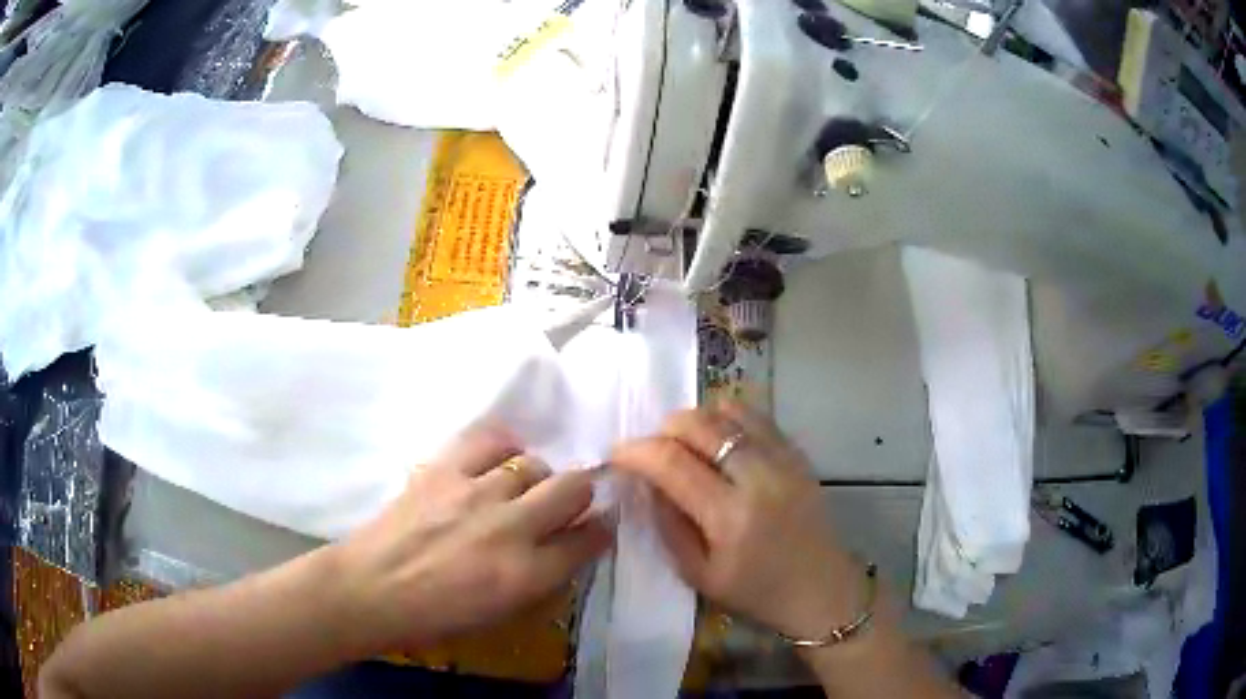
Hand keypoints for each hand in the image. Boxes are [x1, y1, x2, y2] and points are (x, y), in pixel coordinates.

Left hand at [332, 426, 612, 652]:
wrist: (371, 590)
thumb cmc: (435, 617)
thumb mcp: (501, 615)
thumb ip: (540, 580)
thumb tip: (564, 550)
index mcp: (526, 575)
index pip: (588, 540)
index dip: (601, 529)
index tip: (599, 525)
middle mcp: (511, 528)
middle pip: (573, 489)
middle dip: (581, 494)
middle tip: (566, 504)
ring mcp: (476, 493)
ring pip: (534, 464)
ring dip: (536, 479)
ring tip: (520, 489)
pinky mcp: (444, 469)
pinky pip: (489, 439)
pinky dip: (503, 447)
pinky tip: (500, 457)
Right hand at [610, 402, 863, 640]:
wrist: (820, 589)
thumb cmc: (756, 592)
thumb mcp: (698, 575)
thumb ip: (667, 525)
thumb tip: (645, 482)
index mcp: (729, 517)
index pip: (672, 463)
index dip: (636, 451)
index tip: (617, 453)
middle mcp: (758, 479)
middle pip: (700, 425)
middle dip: (663, 428)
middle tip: (652, 448)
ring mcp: (783, 461)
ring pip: (729, 412)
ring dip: (696, 418)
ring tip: (684, 441)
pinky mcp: (799, 455)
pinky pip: (759, 417)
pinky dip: (729, 416)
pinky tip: (718, 435)